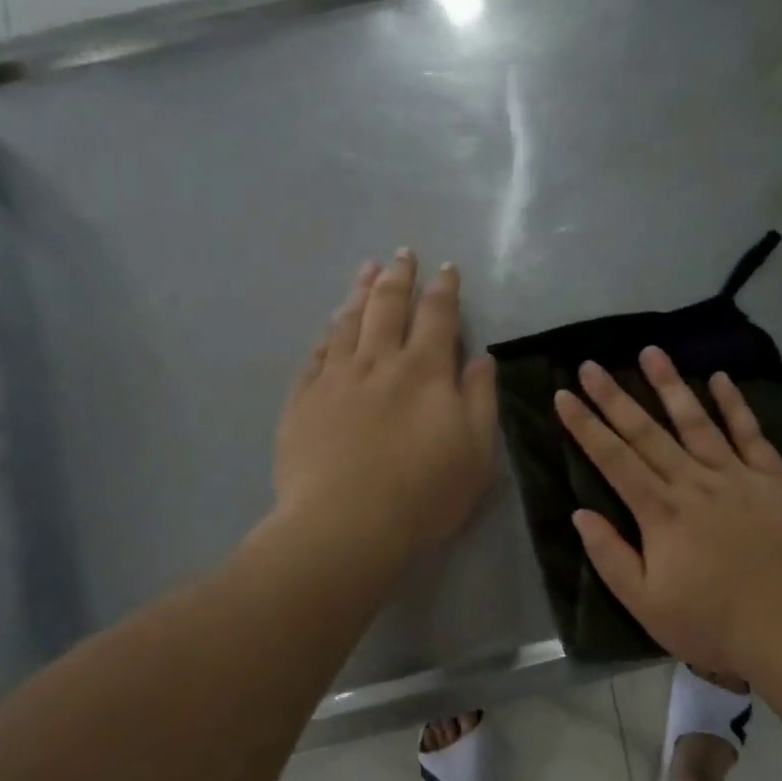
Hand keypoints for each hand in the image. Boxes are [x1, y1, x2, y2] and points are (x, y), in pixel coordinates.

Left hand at [274, 251, 497, 564]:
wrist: (343, 527)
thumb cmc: (423, 494)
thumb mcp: (476, 452)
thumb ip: (479, 398)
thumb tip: (479, 357)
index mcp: (424, 371)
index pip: (437, 316)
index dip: (444, 289)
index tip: (447, 269)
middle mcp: (377, 362)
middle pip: (388, 306)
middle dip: (398, 276)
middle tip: (402, 254)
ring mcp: (334, 379)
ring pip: (347, 323)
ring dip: (359, 292)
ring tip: (366, 269)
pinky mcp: (302, 402)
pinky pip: (314, 356)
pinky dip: (326, 335)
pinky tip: (329, 328)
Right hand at [554, 346, 781, 677]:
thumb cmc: (715, 625)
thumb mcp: (647, 605)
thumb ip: (611, 557)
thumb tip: (580, 514)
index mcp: (661, 513)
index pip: (613, 459)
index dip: (586, 426)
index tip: (564, 395)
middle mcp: (694, 483)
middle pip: (647, 432)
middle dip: (614, 397)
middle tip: (590, 364)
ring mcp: (737, 477)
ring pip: (696, 421)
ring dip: (670, 385)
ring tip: (650, 351)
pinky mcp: (774, 480)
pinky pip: (750, 434)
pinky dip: (734, 405)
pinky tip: (719, 379)